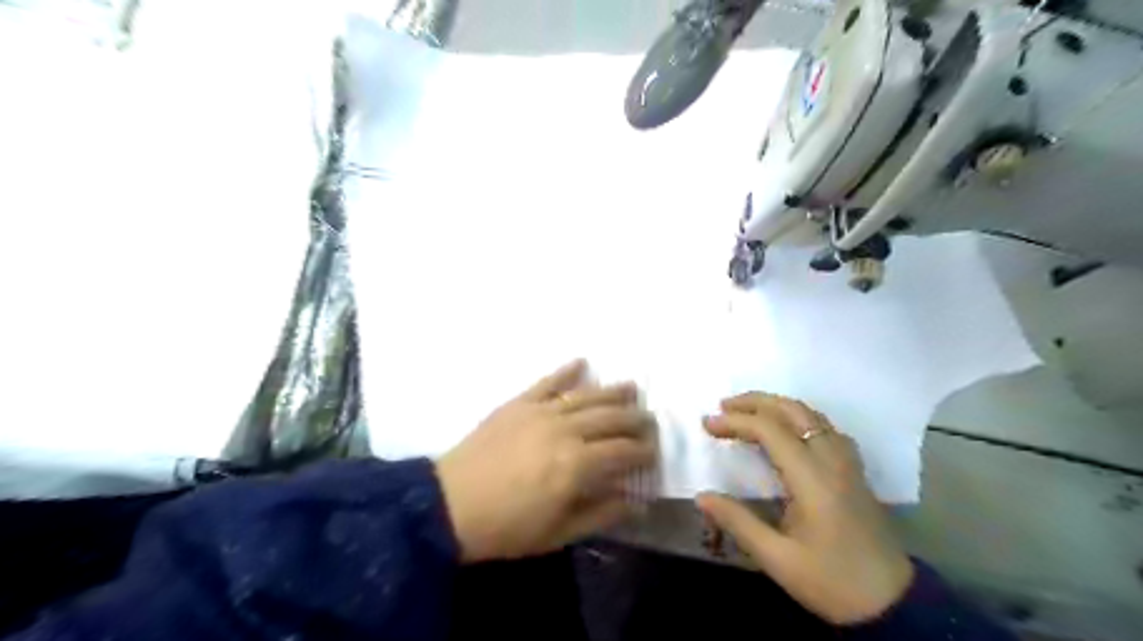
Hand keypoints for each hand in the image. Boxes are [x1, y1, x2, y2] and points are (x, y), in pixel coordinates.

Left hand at [435, 362, 656, 561]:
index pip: (623, 451)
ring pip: (586, 395)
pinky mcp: (518, 403)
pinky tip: (582, 362)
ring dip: (612, 391)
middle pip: (610, 418)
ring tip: (632, 386)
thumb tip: (638, 501)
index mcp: (576, 465)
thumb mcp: (558, 533)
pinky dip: (566, 371)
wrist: (448, 506)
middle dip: (635, 418)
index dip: (643, 451)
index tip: (654, 452)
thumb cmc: (505, 528)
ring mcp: (540, 412)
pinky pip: (548, 382)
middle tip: (650, 420)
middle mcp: (564, 430)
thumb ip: (601, 513)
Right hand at [696, 394, 911, 622]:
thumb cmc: (832, 581)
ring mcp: (847, 463)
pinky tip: (788, 431)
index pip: (770, 430)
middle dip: (755, 401)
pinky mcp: (854, 471)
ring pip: (811, 415)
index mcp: (812, 479)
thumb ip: (738, 522)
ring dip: (776, 405)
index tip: (707, 424)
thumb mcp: (777, 559)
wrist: (892, 604)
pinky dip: (798, 418)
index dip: (735, 421)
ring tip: (747, 412)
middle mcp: (831, 460)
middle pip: (793, 410)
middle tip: (723, 405)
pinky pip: (825, 427)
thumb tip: (701, 496)